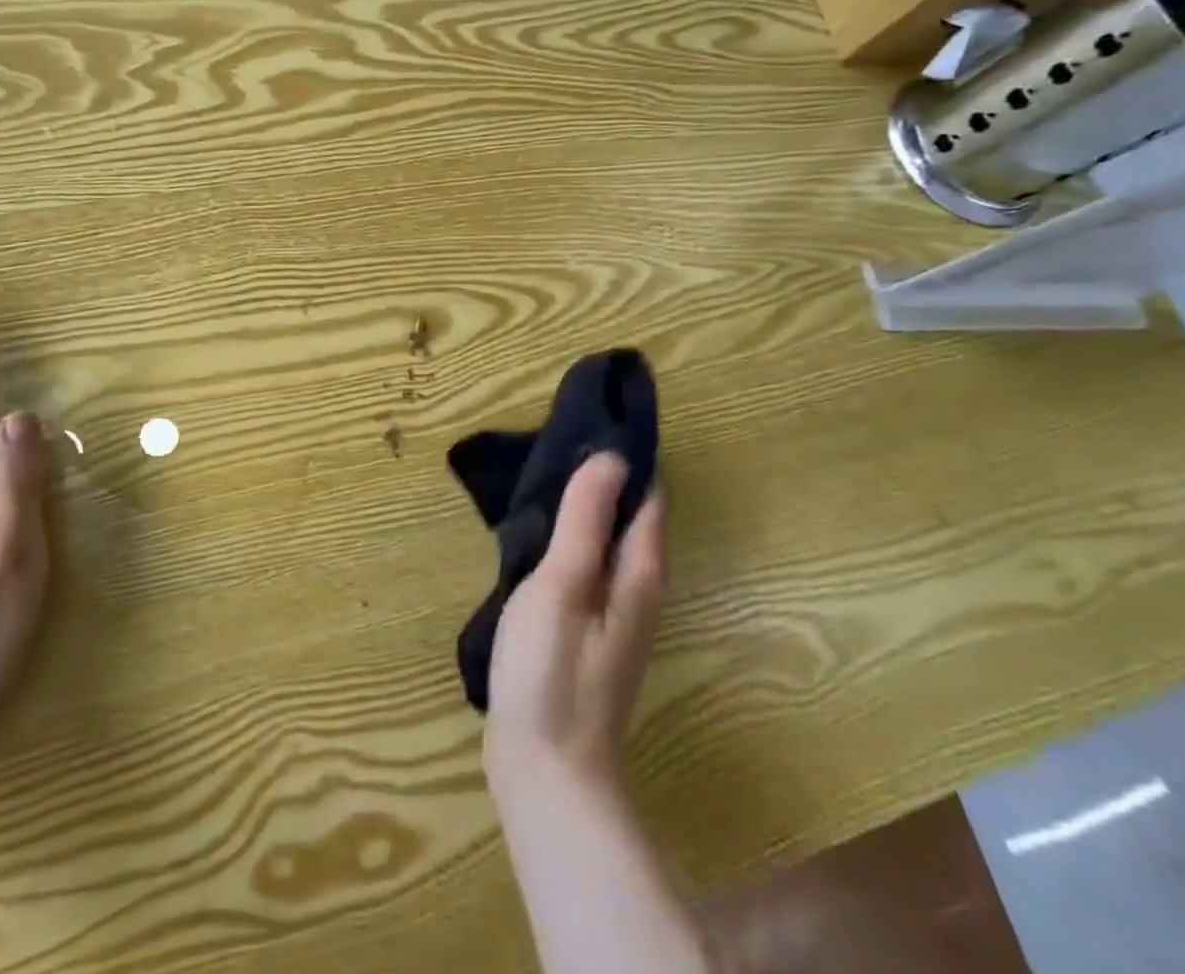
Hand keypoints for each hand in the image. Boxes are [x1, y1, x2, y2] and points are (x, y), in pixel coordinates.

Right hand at [484, 452, 665, 797]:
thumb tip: (611, 457)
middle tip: (558, 435)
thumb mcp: (564, 583)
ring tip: (543, 469)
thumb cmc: (552, 669)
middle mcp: (636, 585)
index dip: (627, 454)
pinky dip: (568, 533)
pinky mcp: (584, 626)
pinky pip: (585, 560)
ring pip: (605, 537)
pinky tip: (536, 528)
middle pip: (628, 513)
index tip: (593, 416)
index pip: (647, 494)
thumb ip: (586, 520)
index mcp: (639, 570)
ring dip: (584, 503)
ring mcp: (611, 609)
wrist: (545, 767)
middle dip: (604, 473)